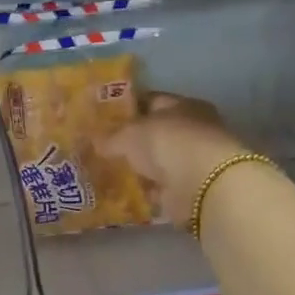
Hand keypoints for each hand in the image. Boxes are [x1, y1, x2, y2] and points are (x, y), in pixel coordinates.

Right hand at [101, 90, 251, 222]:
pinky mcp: (188, 188)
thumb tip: (93, 141)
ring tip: (107, 172)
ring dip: (137, 168)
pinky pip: (159, 186)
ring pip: (156, 161)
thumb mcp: (130, 133)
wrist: (200, 184)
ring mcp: (191, 161)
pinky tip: (122, 193)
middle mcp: (192, 130)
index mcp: (183, 106)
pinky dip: (144, 190)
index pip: (151, 101)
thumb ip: (110, 136)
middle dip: (130, 141)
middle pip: (155, 133)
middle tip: (100, 148)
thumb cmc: (168, 142)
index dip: (127, 109)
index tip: (102, 118)